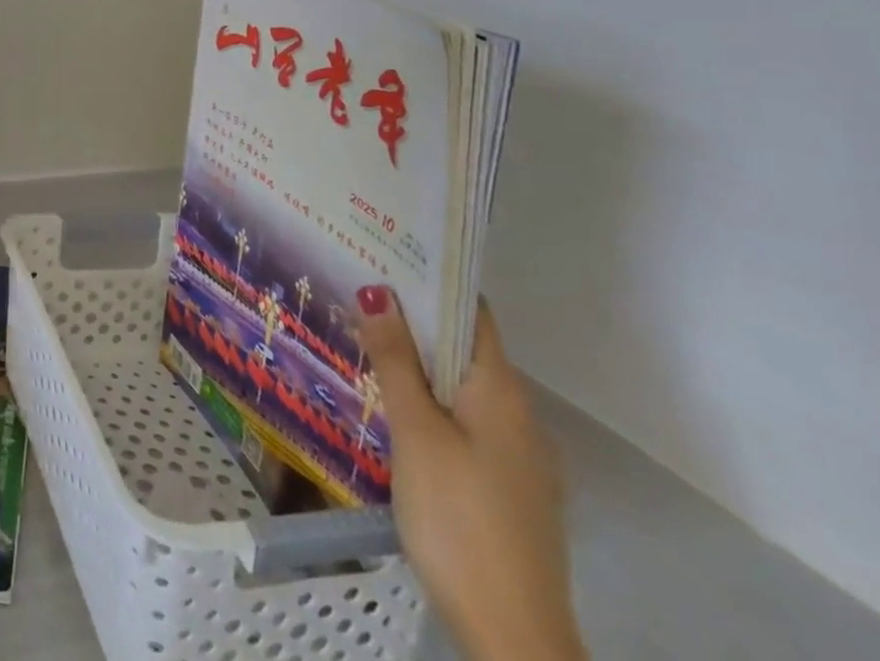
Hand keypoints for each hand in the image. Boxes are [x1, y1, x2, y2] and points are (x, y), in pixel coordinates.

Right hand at [356, 291, 585, 660]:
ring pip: (464, 387)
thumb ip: (395, 360)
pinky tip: (398, 410)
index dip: (432, 282)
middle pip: (466, 349)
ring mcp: (520, 456)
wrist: (514, 636)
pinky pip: (468, 422)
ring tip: (367, 342)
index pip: (472, 314)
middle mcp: (520, 415)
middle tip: (358, 294)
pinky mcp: (510, 488)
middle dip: (416, 320)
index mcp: (502, 392)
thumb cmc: (459, 518)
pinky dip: (434, 401)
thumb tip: (377, 290)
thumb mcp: (415, 432)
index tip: (385, 256)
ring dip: (421, 362)